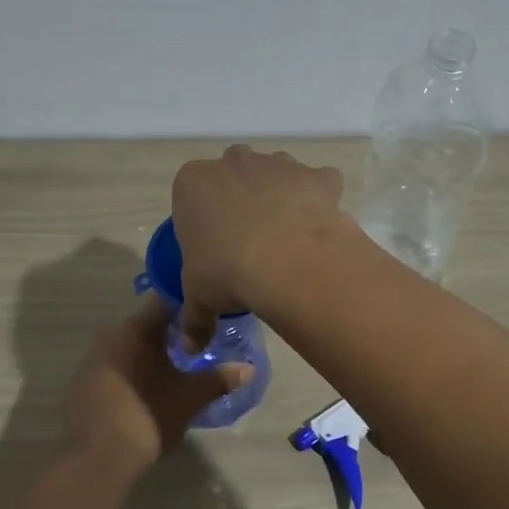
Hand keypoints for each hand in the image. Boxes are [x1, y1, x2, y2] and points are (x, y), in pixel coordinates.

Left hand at [64, 298, 253, 476]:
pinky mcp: (82, 385)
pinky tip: (147, 389)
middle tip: (197, 343)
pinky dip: (132, 372)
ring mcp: (92, 361)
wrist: (97, 458)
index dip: (189, 306)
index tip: (208, 314)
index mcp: (135, 330)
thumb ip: (219, 379)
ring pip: (128, 347)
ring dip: (149, 353)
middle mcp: (110, 336)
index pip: (166, 302)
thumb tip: (249, 369)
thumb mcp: (190, 398)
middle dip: (170, 332)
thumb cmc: (148, 416)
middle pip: (146, 325)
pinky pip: (115, 368)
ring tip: (176, 367)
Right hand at [171, 145, 345, 342]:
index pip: (190, 194)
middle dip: (239, 198)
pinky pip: (319, 182)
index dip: (202, 219)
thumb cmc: (228, 272)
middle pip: (233, 174)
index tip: (212, 247)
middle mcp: (233, 162)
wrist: (290, 262)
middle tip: (247, 239)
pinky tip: (318, 227)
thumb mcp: (200, 299)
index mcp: (193, 183)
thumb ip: (193, 319)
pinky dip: (320, 199)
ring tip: (285, 235)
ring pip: (276, 172)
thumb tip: (189, 347)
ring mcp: (278, 163)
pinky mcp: (316, 175)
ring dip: (279, 195)